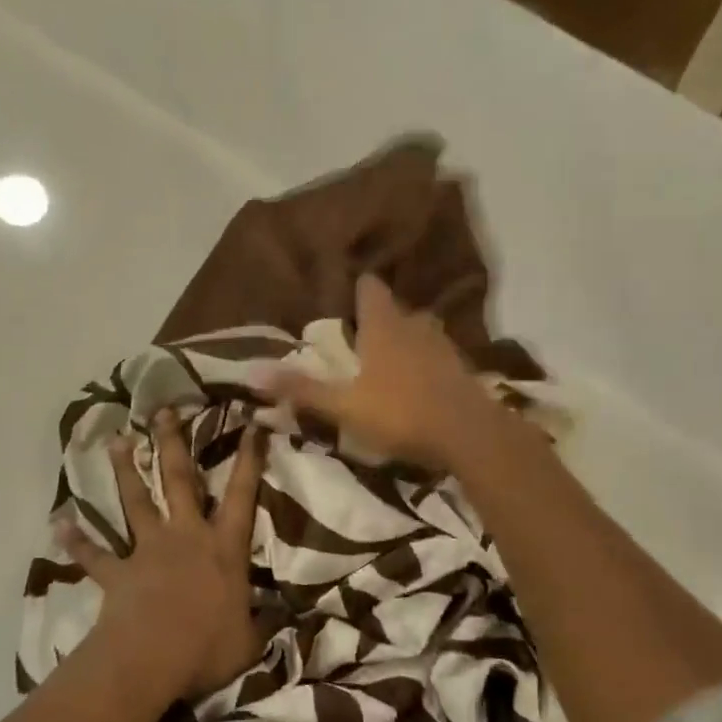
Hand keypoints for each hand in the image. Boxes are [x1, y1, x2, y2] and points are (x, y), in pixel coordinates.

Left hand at [56, 406, 266, 703]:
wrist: (152, 660)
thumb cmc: (208, 648)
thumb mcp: (251, 639)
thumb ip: (266, 620)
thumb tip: (288, 613)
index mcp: (223, 548)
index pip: (242, 495)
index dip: (249, 459)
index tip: (251, 424)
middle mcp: (186, 537)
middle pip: (180, 480)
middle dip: (173, 443)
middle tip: (164, 411)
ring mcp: (148, 550)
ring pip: (136, 502)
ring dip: (125, 471)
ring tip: (117, 440)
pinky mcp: (118, 572)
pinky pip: (94, 554)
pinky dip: (77, 540)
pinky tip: (60, 523)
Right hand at [260, 274, 507, 471]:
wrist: (469, 435)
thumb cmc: (401, 414)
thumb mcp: (344, 406)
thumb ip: (301, 389)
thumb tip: (252, 370)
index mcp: (383, 326)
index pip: (369, 288)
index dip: (357, 286)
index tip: (344, 291)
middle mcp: (413, 326)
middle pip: (394, 308)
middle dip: (378, 315)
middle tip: (358, 329)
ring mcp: (441, 346)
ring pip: (418, 329)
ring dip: (403, 335)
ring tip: (386, 352)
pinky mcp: (461, 368)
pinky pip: (437, 353)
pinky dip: (425, 358)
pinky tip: (417, 377)